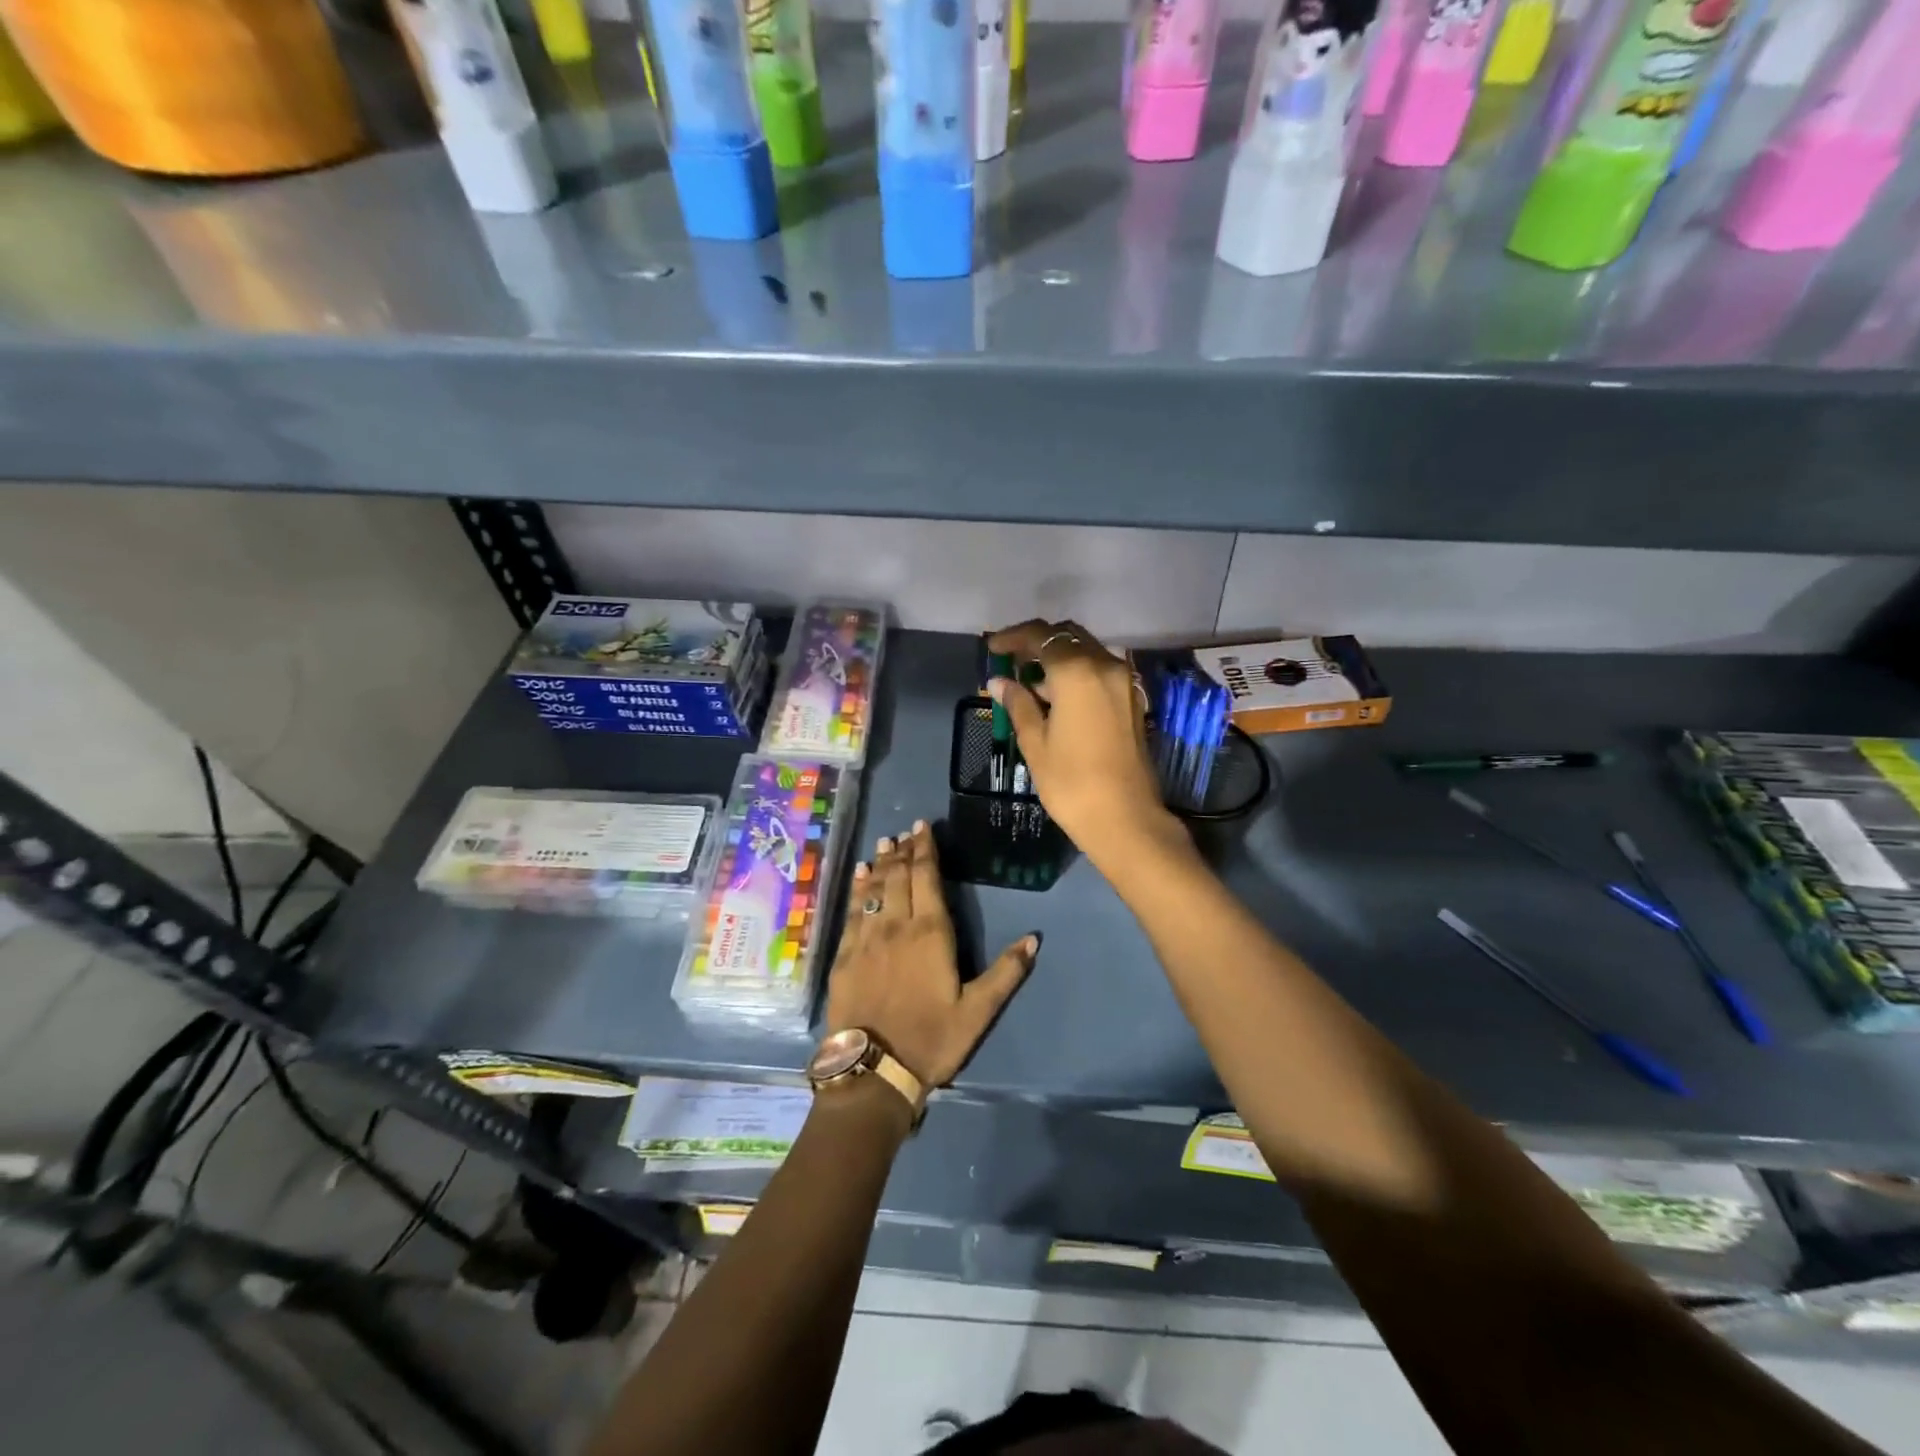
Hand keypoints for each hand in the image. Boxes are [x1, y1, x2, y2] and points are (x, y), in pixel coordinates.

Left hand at [824, 821, 1037, 1086]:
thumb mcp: (978, 1011)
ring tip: (885, 843)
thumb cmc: (931, 1039)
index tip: (923, 827)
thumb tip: (1033, 939)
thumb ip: (1006, 973)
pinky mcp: (844, 956)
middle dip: (903, 851)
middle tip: (905, 831)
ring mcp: (865, 939)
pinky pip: (851, 911)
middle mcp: (895, 925)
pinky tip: (860, 876)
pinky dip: (857, 889)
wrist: (873, 1071)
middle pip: (898, 877)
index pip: (926, 878)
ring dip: (881, 864)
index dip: (925, 849)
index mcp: (930, 932)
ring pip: (873, 889)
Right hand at [986, 619, 1180, 865]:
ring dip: (1058, 658)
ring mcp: (1124, 682)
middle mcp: (1105, 666)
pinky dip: (1077, 673)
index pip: (1041, 635)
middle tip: (1011, 662)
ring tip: (1030, 684)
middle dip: (1038, 643)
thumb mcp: (1035, 743)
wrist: (1125, 819)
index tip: (993, 648)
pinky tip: (1057, 697)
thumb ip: (1018, 704)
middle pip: (1068, 636)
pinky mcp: (1132, 700)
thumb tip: (999, 682)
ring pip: (1086, 652)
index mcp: (1077, 671)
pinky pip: (1100, 671)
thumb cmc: (1071, 783)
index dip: (1013, 637)